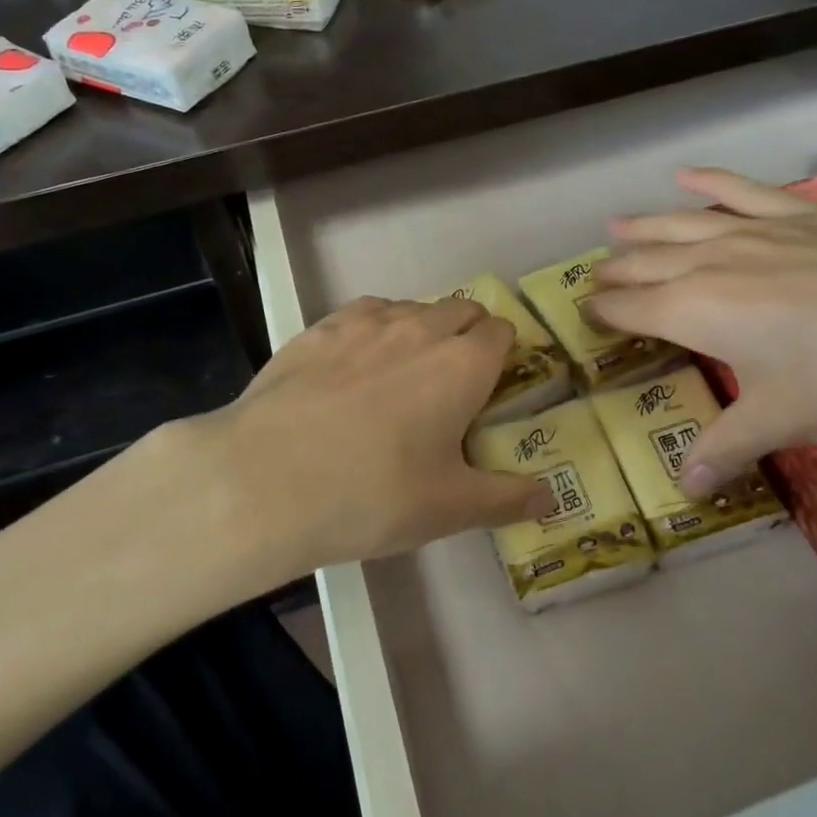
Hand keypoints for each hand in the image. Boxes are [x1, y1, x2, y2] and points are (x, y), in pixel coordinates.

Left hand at [150, 296, 547, 583]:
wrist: (266, 479)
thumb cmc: (373, 495)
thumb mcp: (449, 508)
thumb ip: (507, 498)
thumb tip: (550, 496)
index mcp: (463, 364)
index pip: (501, 331)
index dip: (504, 353)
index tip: (493, 385)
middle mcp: (420, 328)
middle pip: (462, 309)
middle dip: (469, 334)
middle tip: (453, 383)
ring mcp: (366, 322)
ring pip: (412, 307)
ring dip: (422, 329)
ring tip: (402, 374)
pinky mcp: (319, 327)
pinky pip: (364, 313)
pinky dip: (374, 329)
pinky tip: (354, 366)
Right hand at [586, 168, 816, 492]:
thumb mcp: (785, 422)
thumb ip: (727, 447)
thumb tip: (685, 489)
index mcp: (696, 312)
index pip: (632, 308)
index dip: (604, 312)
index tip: (584, 314)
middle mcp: (713, 263)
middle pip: (648, 262)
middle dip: (617, 270)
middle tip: (595, 276)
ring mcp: (757, 230)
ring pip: (683, 224)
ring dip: (646, 226)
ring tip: (617, 224)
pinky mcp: (801, 214)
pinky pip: (743, 190)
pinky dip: (711, 181)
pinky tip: (687, 174)